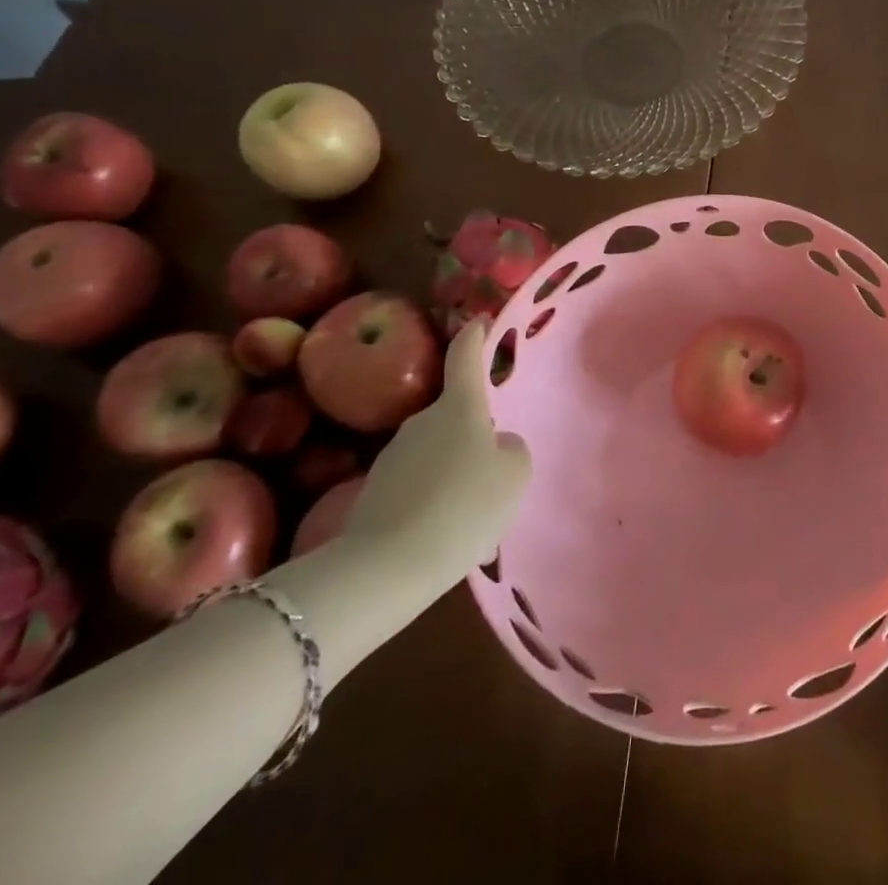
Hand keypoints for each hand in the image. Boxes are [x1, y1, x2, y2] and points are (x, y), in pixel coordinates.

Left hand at [344, 319, 530, 587]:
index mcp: (458, 407)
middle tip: (494, 469)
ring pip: (437, 454)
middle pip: (454, 414)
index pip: (466, 356)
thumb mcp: (513, 475)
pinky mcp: (374, 492)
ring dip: (454, 472)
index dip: (476, 335)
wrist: (385, 567)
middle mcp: (421, 420)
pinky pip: (418, 486)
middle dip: (473, 433)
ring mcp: (393, 456)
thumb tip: (495, 444)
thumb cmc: (464, 506)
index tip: (481, 320)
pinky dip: (434, 501)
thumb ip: (511, 449)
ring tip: (472, 514)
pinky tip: (444, 534)